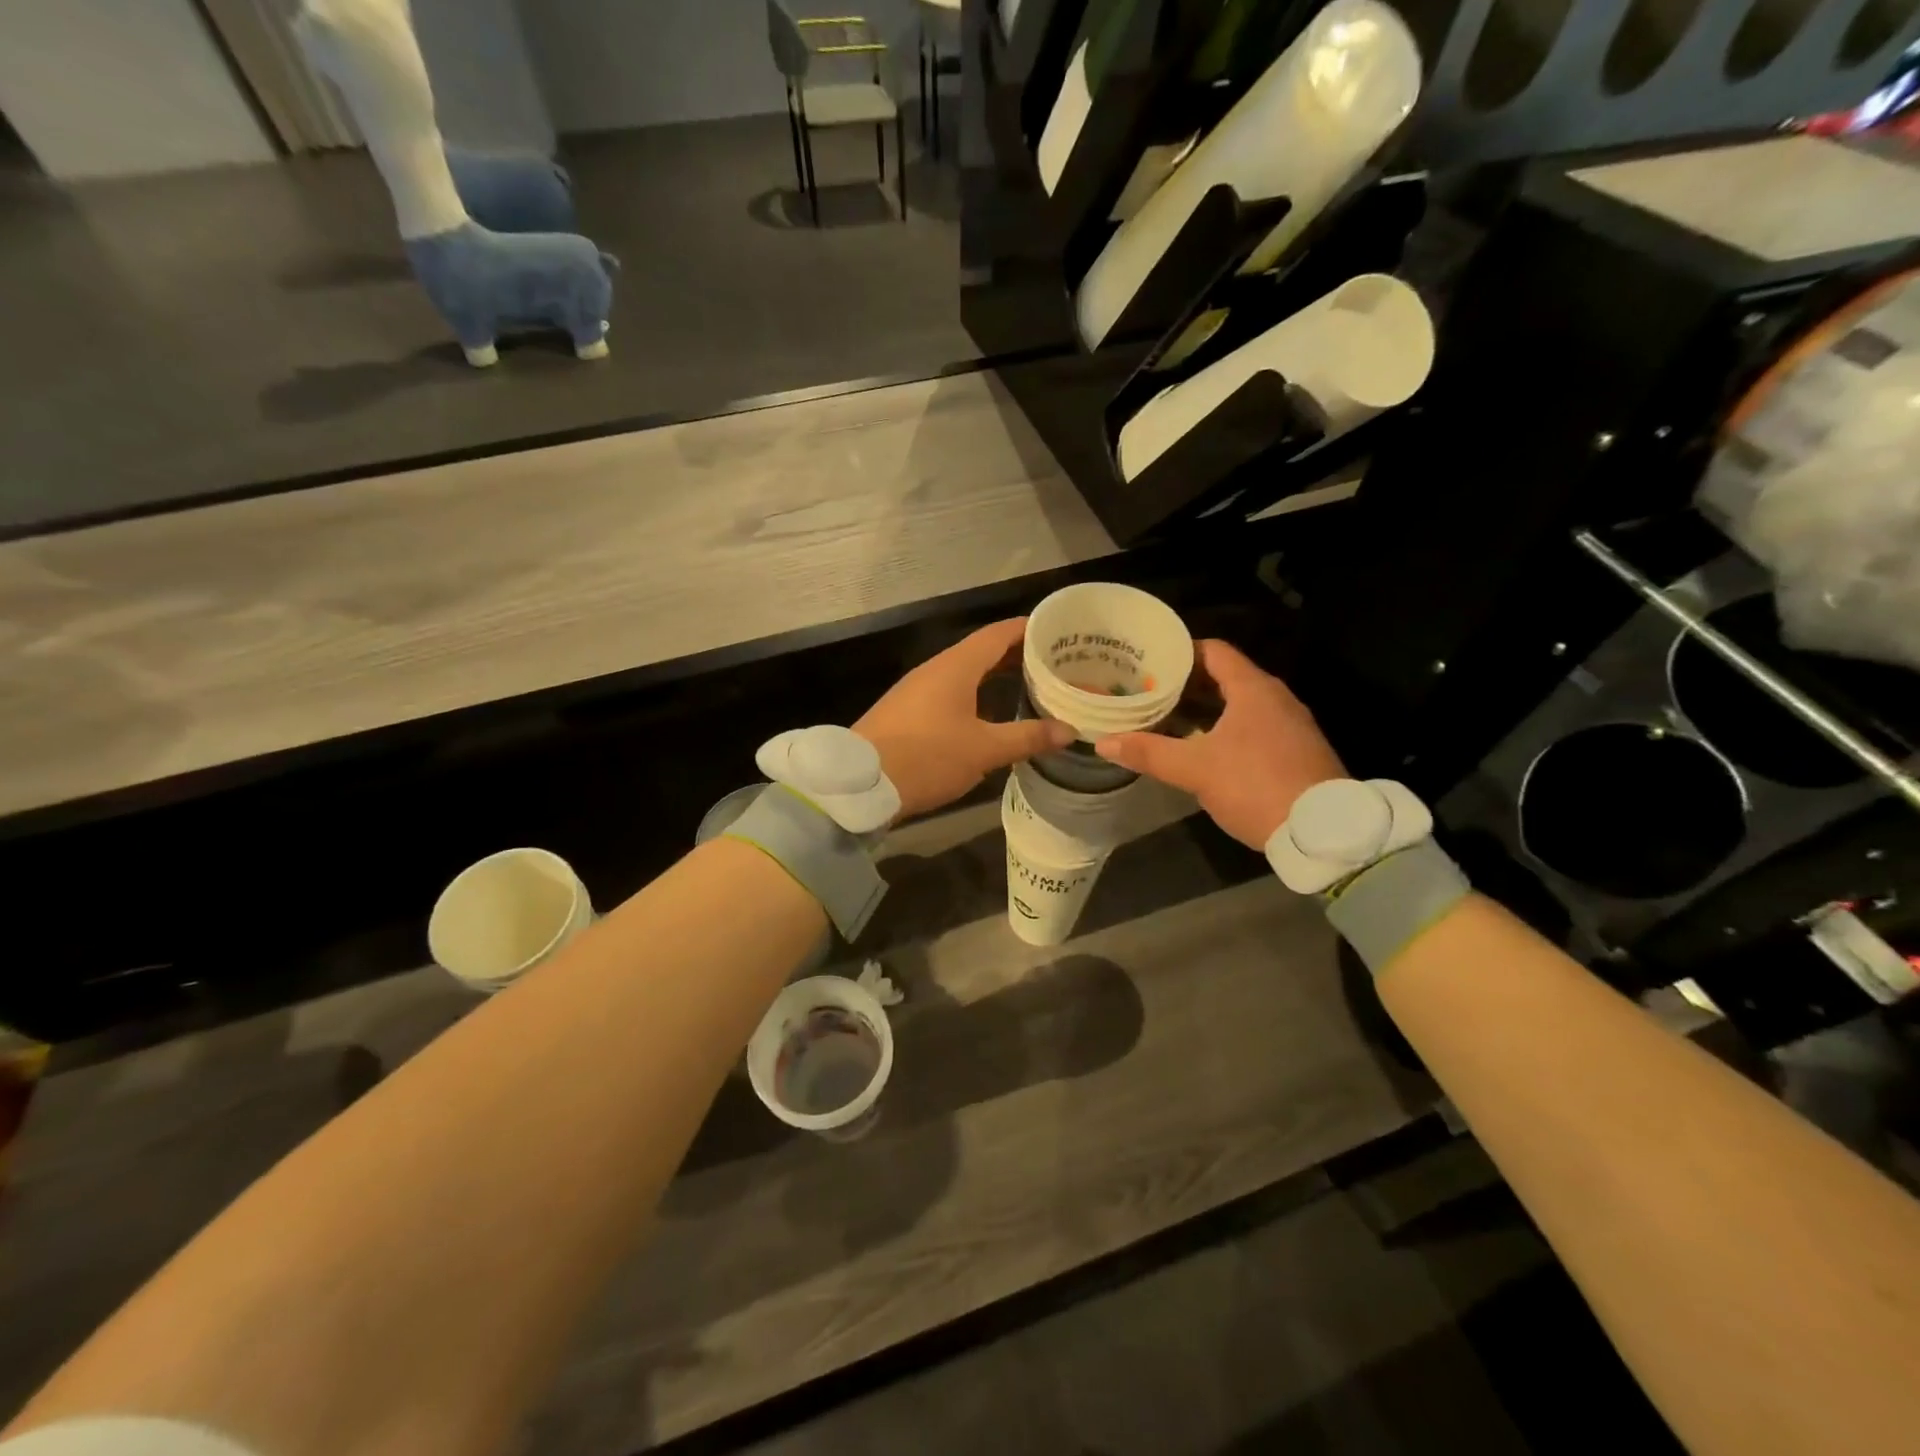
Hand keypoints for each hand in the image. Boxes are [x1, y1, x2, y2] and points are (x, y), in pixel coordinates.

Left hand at [856, 618, 1073, 820]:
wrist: (860, 783)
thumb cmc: (927, 757)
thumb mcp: (983, 750)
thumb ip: (1027, 737)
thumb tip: (1069, 730)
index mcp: (955, 667)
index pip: (997, 634)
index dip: (1027, 630)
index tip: (1056, 632)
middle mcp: (935, 670)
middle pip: (982, 651)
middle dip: (1016, 655)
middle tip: (1052, 664)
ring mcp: (917, 690)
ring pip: (964, 672)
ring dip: (995, 675)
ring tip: (1028, 686)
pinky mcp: (907, 712)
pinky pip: (949, 691)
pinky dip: (976, 693)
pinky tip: (989, 713)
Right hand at [1095, 640, 1344, 849]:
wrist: (1324, 832)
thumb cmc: (1256, 785)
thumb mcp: (1195, 769)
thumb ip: (1149, 752)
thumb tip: (1103, 742)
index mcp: (1253, 689)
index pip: (1213, 651)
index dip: (1180, 652)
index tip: (1148, 661)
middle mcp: (1276, 698)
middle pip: (1225, 677)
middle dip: (1186, 685)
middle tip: (1148, 691)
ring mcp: (1290, 725)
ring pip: (1239, 705)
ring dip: (1205, 710)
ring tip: (1166, 718)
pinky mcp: (1296, 751)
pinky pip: (1253, 727)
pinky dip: (1224, 729)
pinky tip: (1202, 749)